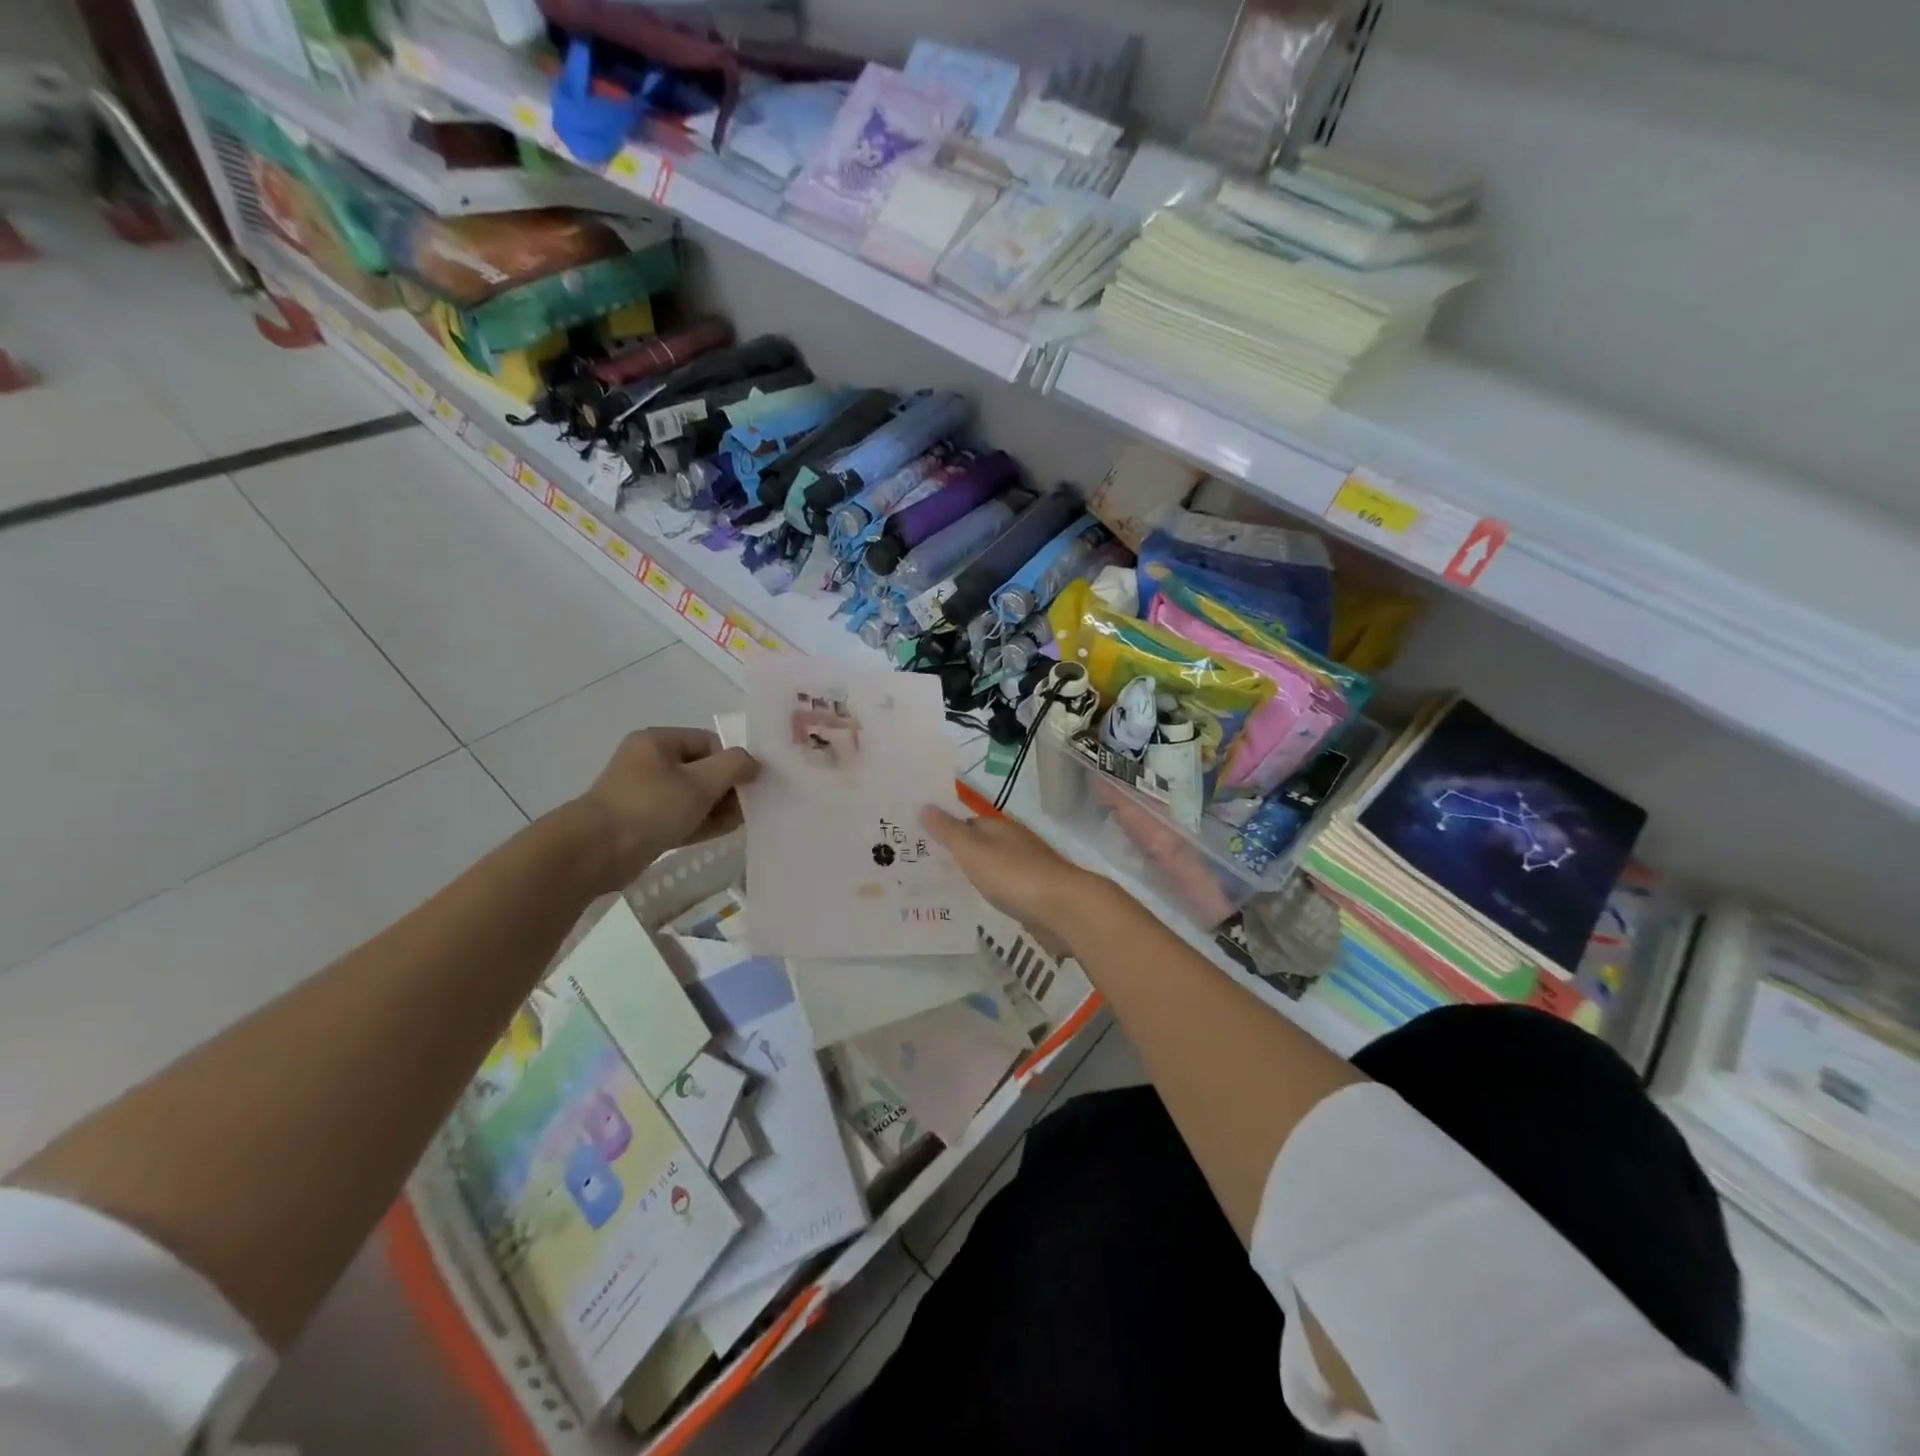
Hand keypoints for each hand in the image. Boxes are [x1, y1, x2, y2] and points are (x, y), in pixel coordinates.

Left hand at [571, 728, 758, 891]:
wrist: (596, 852)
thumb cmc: (651, 807)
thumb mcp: (701, 782)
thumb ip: (734, 766)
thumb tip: (753, 763)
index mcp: (658, 742)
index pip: (709, 742)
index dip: (732, 761)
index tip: (749, 785)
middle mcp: (649, 762)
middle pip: (702, 769)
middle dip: (727, 788)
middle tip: (748, 807)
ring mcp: (644, 794)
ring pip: (692, 796)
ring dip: (717, 807)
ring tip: (740, 822)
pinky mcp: (643, 823)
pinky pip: (680, 816)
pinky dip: (701, 821)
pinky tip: (724, 831)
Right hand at [920, 806, 1101, 952]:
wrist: (1064, 909)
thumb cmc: (1015, 875)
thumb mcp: (974, 851)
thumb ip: (949, 832)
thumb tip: (925, 805)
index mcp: (1001, 828)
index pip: (968, 823)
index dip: (946, 830)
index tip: (922, 843)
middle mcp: (1016, 844)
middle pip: (982, 844)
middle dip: (960, 853)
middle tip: (927, 867)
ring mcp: (1029, 870)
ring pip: (995, 867)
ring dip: (977, 873)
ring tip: (947, 887)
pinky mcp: (1037, 896)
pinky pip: (1007, 889)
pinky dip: (992, 892)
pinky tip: (980, 903)